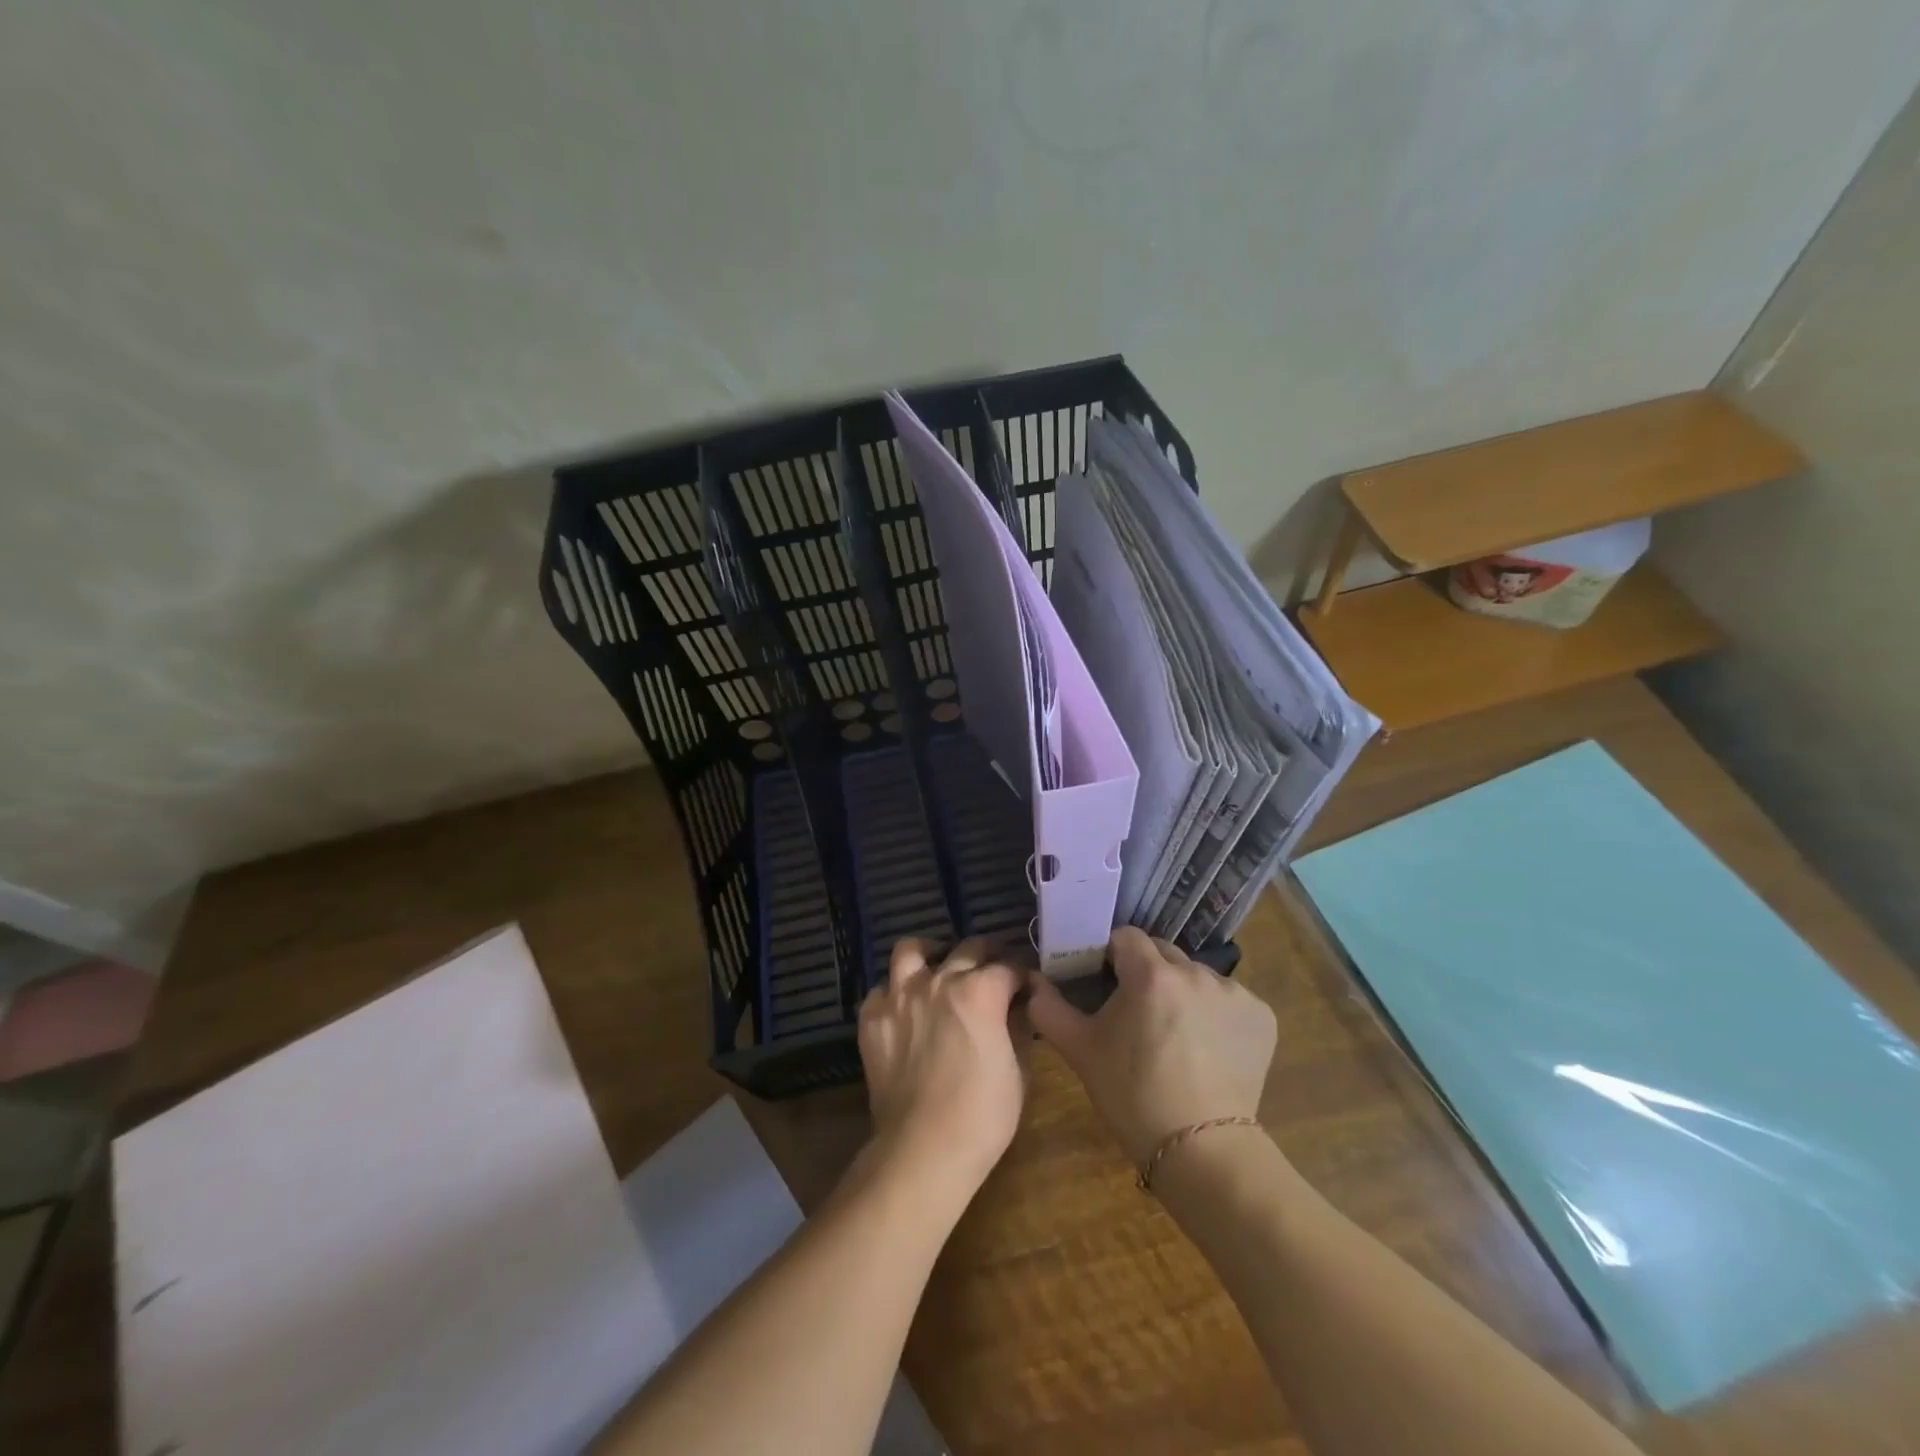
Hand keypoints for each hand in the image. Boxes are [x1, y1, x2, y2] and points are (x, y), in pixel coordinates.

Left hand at [857, 936, 1029, 1204]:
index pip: (1008, 967)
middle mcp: (939, 980)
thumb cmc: (983, 1115)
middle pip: (967, 948)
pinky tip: (904, 1009)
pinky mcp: (872, 1018)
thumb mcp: (1019, 1071)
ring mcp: (900, 996)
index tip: (1025, 985)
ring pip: (911, 949)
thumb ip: (1018, 1028)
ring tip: (938, 967)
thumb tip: (1019, 1007)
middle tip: (991, 971)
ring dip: (930, 954)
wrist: (923, 1148)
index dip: (1021, 975)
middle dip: (986, 955)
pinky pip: (881, 990)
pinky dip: (895, 993)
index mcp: (981, 990)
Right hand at [1027, 927, 1276, 1165]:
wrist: (1200, 1151)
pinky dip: (1215, 1013)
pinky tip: (1207, 1047)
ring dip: (1181, 991)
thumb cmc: (1132, 1095)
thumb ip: (1049, 1008)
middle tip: (1136, 1011)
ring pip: (1196, 975)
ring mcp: (1234, 992)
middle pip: (1162, 953)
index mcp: (1150, 974)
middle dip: (1146, 972)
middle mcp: (1196, 972)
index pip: (1126, 937)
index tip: (1105, 980)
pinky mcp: (1261, 1016)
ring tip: (1173, 1034)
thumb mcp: (1080, 1050)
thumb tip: (1033, 983)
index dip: (1111, 954)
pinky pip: (1228, 999)